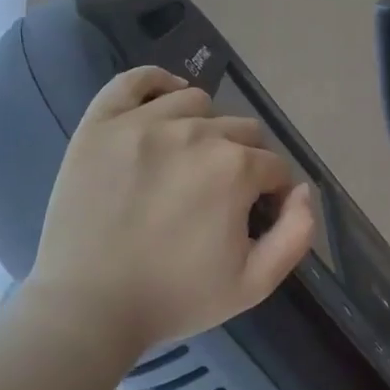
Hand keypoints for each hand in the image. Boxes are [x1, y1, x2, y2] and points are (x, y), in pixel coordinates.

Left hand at [24, 66, 315, 356]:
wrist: (86, 308)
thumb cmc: (174, 298)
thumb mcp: (255, 283)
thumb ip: (297, 234)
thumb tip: (303, 191)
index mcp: (235, 168)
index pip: (273, 166)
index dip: (270, 194)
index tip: (252, 218)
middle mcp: (196, 132)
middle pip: (242, 130)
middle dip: (243, 161)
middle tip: (218, 197)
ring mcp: (143, 122)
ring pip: (197, 102)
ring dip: (205, 127)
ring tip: (189, 161)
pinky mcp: (101, 124)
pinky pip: (134, 80)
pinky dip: (156, 83)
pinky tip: (164, 102)